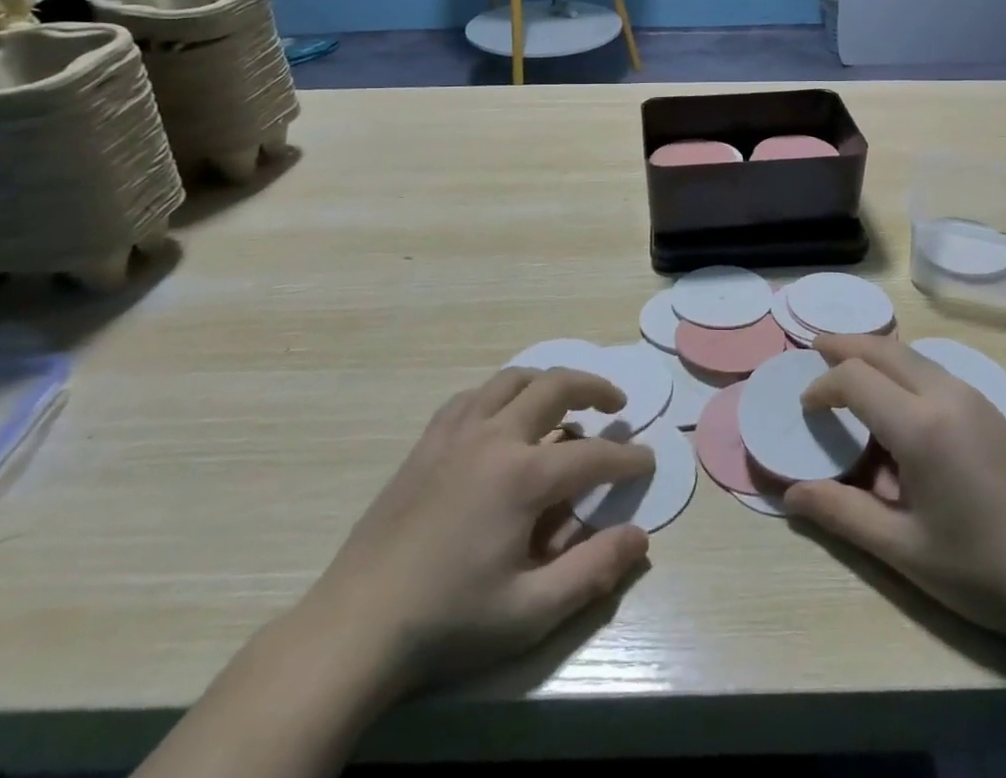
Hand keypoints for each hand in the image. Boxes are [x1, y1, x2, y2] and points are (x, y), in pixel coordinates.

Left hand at [297, 368, 653, 699]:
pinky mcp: (428, 440)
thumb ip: (592, 570)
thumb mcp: (530, 611)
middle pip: (556, 386)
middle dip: (595, 389)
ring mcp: (457, 432)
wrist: (356, 625)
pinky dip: (502, 393)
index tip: (648, 460)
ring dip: (548, 380)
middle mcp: (495, 437)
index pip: (593, 455)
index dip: (627, 458)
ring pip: (513, 379)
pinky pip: (474, 396)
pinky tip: (503, 415)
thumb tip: (640, 536)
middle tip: (616, 405)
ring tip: (566, 399)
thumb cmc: (449, 621)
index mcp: (523, 476)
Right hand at [785, 335, 1005, 649]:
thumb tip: (791, 495)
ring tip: (851, 367)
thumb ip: (842, 513)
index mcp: (920, 425)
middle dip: (846, 345)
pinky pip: (936, 371)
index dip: (823, 385)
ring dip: (877, 354)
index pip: (855, 378)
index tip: (806, 406)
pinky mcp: (992, 410)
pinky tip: (899, 399)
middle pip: (885, 349)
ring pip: (913, 355)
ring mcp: (974, 398)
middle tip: (816, 346)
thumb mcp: (903, 549)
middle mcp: (946, 395)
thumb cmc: (980, 569)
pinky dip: (904, 368)